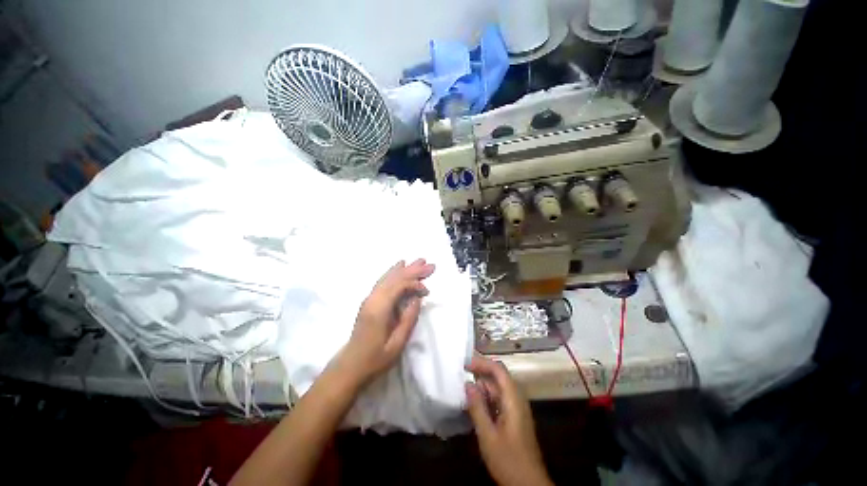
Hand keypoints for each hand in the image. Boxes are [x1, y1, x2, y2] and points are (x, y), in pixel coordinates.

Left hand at [335, 259, 434, 387]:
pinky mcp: (369, 301)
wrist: (350, 366)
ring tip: (418, 261)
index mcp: (379, 309)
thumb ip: (408, 319)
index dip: (414, 284)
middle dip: (413, 270)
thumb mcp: (397, 344)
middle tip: (429, 264)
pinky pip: (383, 282)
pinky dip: (393, 273)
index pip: (399, 286)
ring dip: (405, 269)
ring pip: (388, 277)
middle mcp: (372, 299)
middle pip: (394, 278)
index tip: (427, 291)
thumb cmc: (375, 359)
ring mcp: (369, 299)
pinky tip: (398, 267)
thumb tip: (416, 298)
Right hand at [466, 356, 551, 485]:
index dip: (482, 363)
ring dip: (482, 386)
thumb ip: (477, 408)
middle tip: (461, 374)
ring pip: (497, 389)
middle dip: (480, 373)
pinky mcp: (514, 418)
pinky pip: (498, 400)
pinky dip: (486, 398)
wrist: (529, 485)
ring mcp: (516, 409)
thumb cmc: (508, 460)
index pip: (499, 370)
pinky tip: (474, 404)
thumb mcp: (488, 435)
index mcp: (513, 399)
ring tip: (464, 389)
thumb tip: (468, 384)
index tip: (465, 364)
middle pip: (498, 377)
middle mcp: (517, 399)